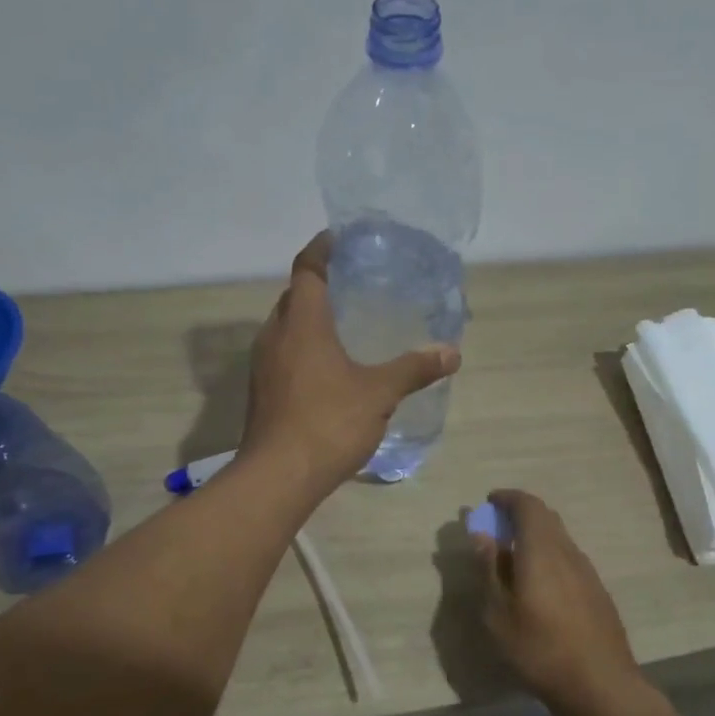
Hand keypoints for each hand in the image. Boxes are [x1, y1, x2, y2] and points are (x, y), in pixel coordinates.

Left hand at [241, 232, 460, 491]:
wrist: (278, 477)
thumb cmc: (328, 423)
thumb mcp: (379, 394)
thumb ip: (414, 369)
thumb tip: (451, 352)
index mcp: (302, 324)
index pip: (307, 270)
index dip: (322, 249)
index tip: (340, 238)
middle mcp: (276, 336)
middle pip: (294, 296)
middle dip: (318, 284)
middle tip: (352, 282)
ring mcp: (263, 365)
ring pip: (286, 327)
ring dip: (309, 318)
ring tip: (343, 321)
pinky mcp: (262, 391)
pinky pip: (283, 353)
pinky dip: (303, 346)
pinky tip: (328, 365)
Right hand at [471, 490, 642, 715]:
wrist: (600, 685)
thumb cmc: (539, 649)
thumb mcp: (498, 614)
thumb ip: (489, 570)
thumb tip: (482, 536)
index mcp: (542, 551)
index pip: (528, 506)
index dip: (508, 498)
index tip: (489, 502)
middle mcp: (568, 552)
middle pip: (546, 518)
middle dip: (520, 515)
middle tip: (497, 527)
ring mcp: (587, 572)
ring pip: (559, 539)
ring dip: (536, 537)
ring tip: (513, 558)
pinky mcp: (597, 592)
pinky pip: (568, 559)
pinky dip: (549, 556)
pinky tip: (538, 585)